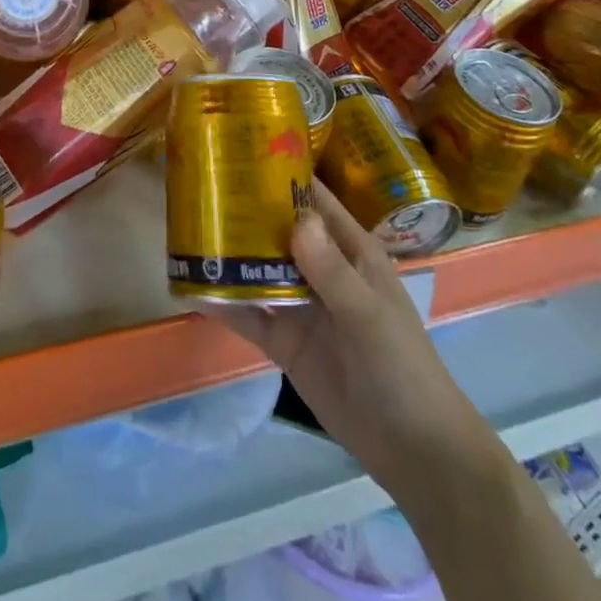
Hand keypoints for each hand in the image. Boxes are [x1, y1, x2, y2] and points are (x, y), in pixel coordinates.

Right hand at [210, 181, 472, 492]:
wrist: (413, 449)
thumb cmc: (401, 366)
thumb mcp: (368, 314)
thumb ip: (331, 270)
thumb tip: (296, 219)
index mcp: (351, 252)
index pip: (315, 201)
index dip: (284, 175)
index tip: (241, 151)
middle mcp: (322, 270)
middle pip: (280, 231)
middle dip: (246, 211)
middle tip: (200, 189)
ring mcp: (302, 306)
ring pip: (261, 270)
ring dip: (231, 254)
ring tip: (188, 231)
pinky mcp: (285, 341)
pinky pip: (251, 315)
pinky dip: (225, 303)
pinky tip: (194, 288)